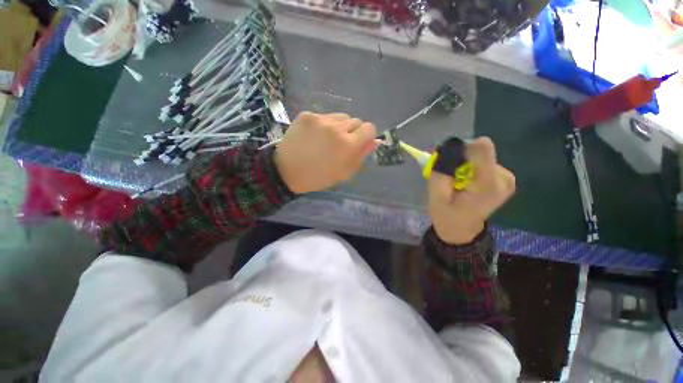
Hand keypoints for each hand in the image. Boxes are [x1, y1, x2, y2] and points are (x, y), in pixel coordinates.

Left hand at [274, 112, 376, 193]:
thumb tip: (373, 141)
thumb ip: (361, 156)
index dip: (367, 135)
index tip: (360, 142)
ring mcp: (320, 119)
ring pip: (341, 116)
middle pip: (356, 120)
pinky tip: (314, 135)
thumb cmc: (319, 177)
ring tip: (327, 139)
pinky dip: (324, 125)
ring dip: (339, 126)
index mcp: (348, 144)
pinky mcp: (307, 115)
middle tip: (341, 144)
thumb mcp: (344, 173)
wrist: (287, 171)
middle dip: (353, 131)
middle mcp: (337, 127)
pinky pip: (324, 116)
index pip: (369, 128)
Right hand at [428, 137, 515, 244]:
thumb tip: (445, 149)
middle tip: (447, 174)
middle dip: (459, 159)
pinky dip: (470, 168)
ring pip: (480, 155)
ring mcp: (507, 177)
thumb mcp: (436, 196)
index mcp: (488, 185)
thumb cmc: (447, 216)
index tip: (448, 162)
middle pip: (479, 151)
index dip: (461, 149)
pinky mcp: (505, 177)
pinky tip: (464, 182)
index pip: (481, 148)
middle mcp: (503, 177)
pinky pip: (483, 161)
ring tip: (455, 181)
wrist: (461, 230)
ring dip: (463, 164)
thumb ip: (440, 172)